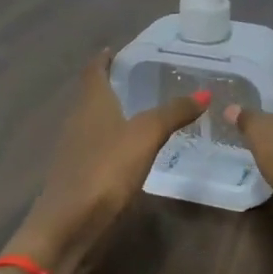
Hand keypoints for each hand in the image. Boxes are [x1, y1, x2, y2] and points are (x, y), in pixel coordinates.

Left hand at [7, 49, 205, 273]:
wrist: (68, 224)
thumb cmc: (105, 169)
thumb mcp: (146, 136)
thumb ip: (173, 113)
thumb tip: (204, 92)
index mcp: (92, 103)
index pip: (94, 71)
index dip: (104, 58)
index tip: (116, 49)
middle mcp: (78, 120)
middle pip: (92, 95)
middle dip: (111, 84)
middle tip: (138, 77)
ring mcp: (74, 149)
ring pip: (93, 121)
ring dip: (111, 112)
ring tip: (139, 110)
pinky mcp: (77, 174)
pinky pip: (96, 146)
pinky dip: (112, 139)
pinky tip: (129, 150)